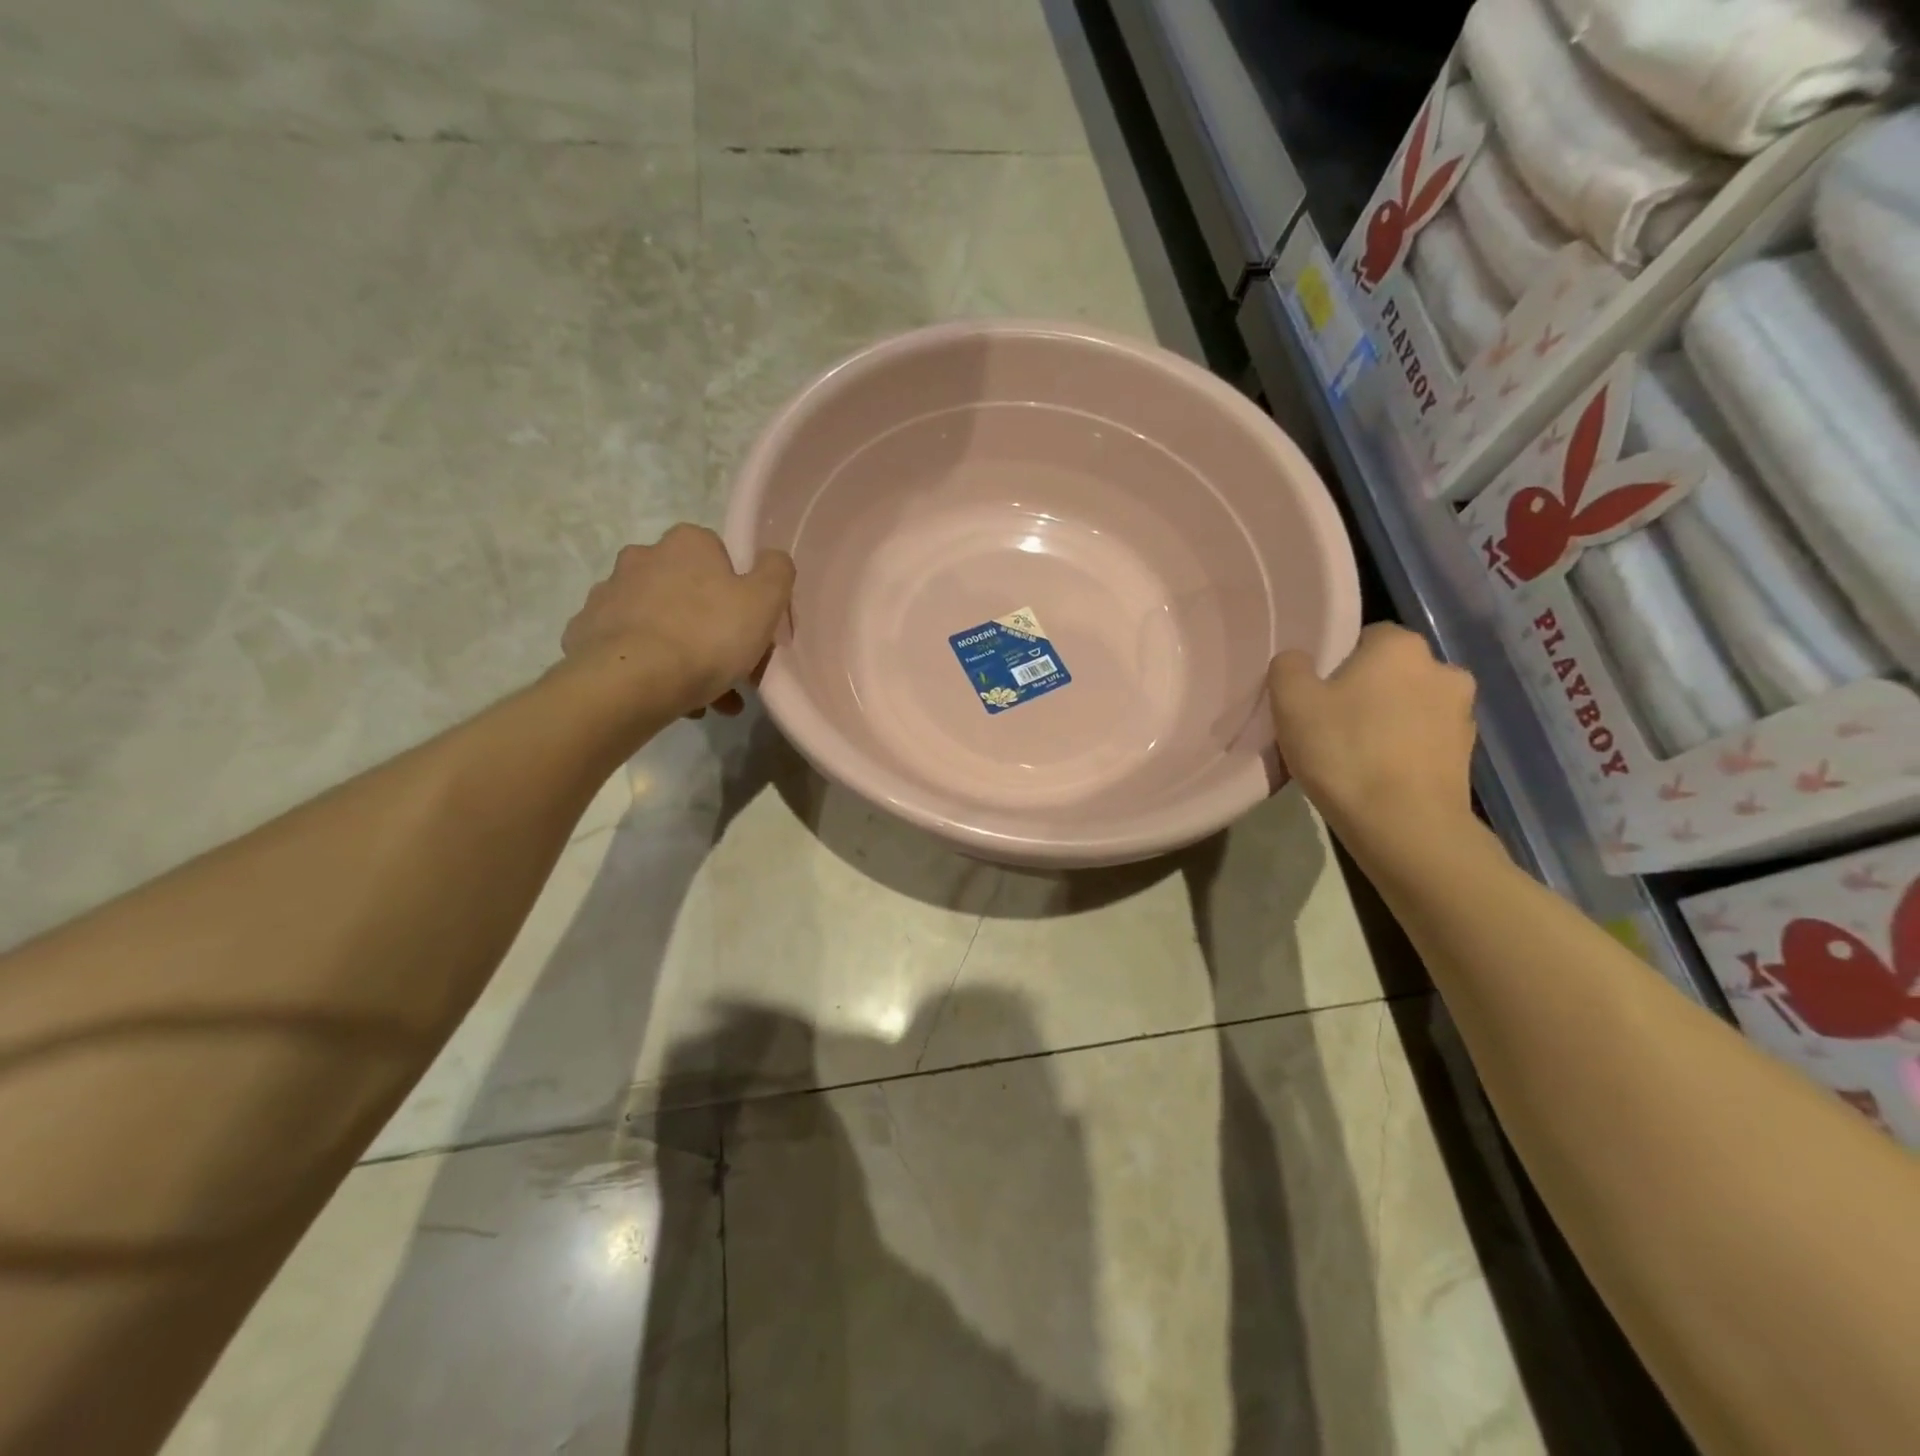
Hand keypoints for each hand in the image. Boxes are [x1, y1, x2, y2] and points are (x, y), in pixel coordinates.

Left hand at [562, 525, 794, 716]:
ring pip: (661, 624)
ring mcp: (608, 594)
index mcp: (686, 544)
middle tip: (732, 670)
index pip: (721, 558)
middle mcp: (642, 557)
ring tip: (707, 699)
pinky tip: (670, 697)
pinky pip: (631, 648)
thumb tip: (772, 560)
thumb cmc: (707, 636)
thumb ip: (777, 571)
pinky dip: (651, 668)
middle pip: (690, 593)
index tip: (749, 628)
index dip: (740, 593)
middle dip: (712, 629)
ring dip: (686, 654)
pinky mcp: (586, 632)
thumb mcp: (765, 601)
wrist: (630, 683)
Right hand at [1268, 623, 1477, 851]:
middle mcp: (1442, 668)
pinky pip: (1424, 739)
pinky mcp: (1467, 753)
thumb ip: (1288, 667)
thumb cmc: (1344, 753)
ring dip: (1387, 720)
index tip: (1316, 696)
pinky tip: (1379, 775)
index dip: (1336, 663)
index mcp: (1400, 647)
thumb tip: (1298, 661)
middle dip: (1365, 691)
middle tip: (1330, 725)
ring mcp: (1462, 713)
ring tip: (1355, 755)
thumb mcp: (1290, 702)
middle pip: (1390, 671)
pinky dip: (1404, 749)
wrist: (1405, 826)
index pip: (1365, 636)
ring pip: (1410, 705)